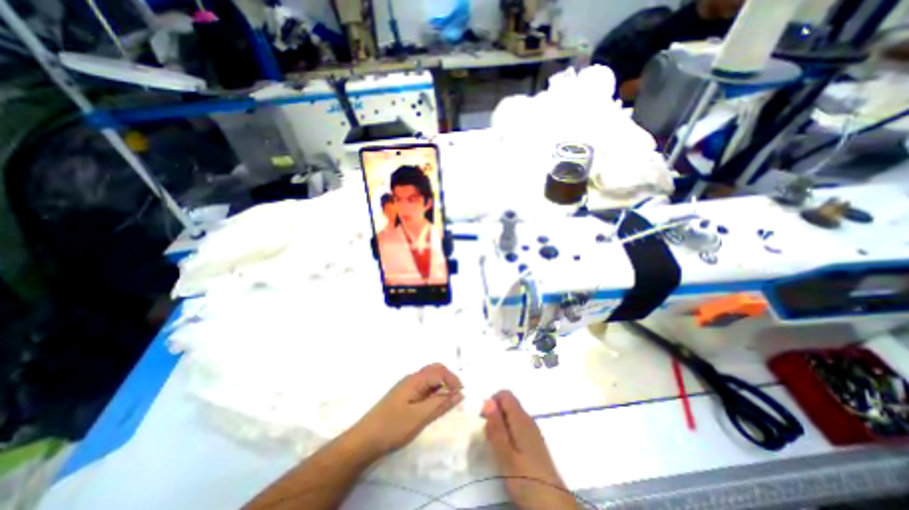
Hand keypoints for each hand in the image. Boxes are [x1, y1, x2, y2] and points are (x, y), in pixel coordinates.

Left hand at [349, 365, 461, 455]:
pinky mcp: (404, 396)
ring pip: (429, 380)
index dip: (453, 380)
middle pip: (434, 370)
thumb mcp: (420, 417)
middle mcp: (412, 379)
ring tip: (446, 404)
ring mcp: (407, 387)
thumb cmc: (393, 427)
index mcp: (415, 380)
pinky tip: (433, 407)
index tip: (461, 395)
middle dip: (448, 380)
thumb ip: (440, 404)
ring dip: (441, 387)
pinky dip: (432, 394)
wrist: (364, 441)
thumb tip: (460, 393)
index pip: (440, 371)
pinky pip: (423, 389)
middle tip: (456, 396)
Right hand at [482, 391, 580, 509]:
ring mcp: (533, 431)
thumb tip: (488, 401)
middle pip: (508, 404)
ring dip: (501, 426)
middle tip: (489, 439)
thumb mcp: (505, 454)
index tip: (484, 421)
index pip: (505, 394)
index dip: (492, 402)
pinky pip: (517, 427)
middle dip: (495, 415)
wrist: (554, 506)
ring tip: (497, 448)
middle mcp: (528, 420)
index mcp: (521, 419)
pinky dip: (508, 434)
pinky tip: (507, 454)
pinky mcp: (534, 443)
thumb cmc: (526, 479)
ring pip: (512, 416)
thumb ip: (496, 427)